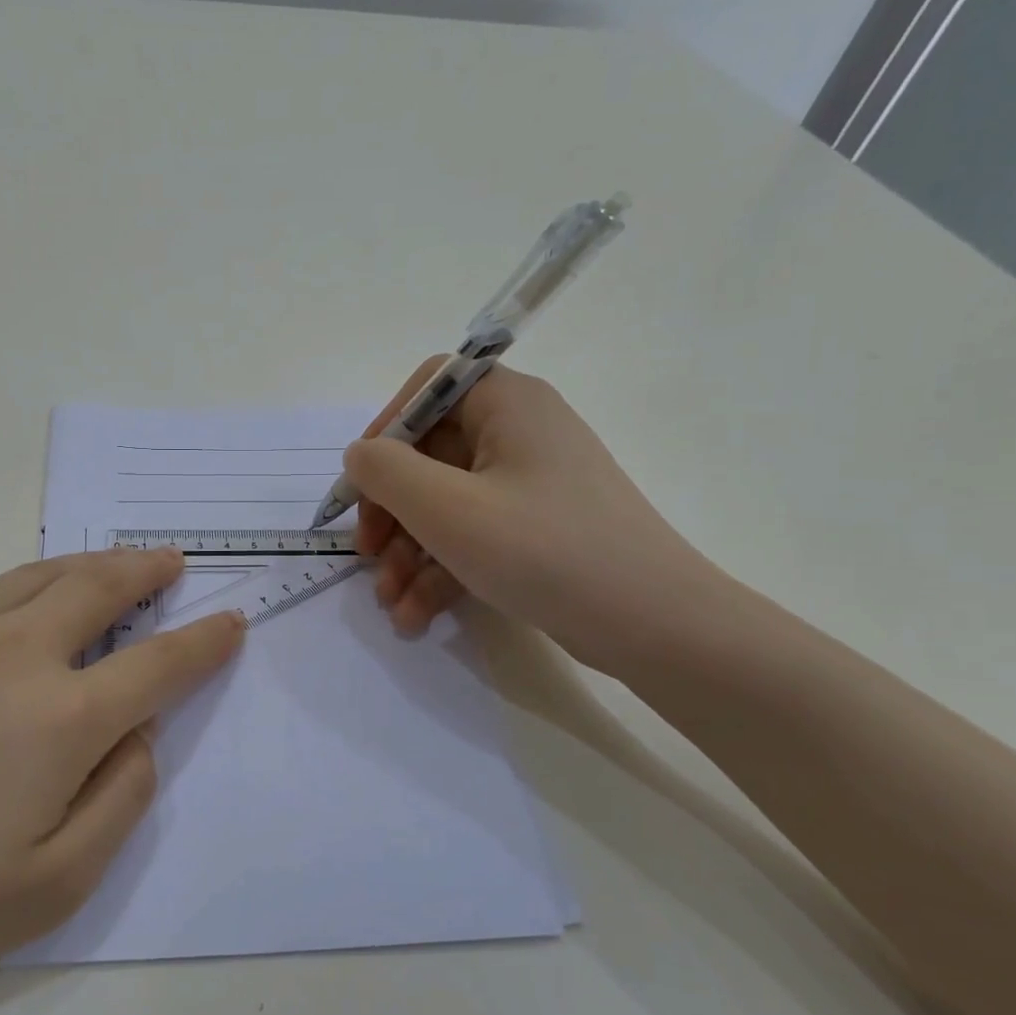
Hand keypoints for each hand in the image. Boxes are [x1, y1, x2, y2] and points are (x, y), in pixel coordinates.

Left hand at [0, 548, 243, 1014]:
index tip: (231, 621)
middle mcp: (13, 652)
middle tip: (171, 559)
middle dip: (147, 569)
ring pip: (39, 575)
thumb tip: (138, 735)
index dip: (203, 642)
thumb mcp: (48, 888)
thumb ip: (118, 801)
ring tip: (115, 562)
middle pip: (99, 587)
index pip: (159, 664)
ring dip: (89, 564)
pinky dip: (26, 587)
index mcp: (60, 717)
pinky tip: (21, 609)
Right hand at [344, 360, 720, 672]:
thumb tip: (361, 456)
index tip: (361, 484)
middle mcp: (520, 433)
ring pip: (446, 503)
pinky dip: (441, 570)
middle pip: (429, 454)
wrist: (654, 625)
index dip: (384, 430)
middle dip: (390, 510)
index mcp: (507, 404)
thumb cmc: (543, 551)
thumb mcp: (446, 508)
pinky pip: (473, 535)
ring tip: (390, 603)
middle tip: (366, 554)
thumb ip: (385, 471)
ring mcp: (530, 484)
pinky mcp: (537, 529)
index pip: (427, 389)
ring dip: (409, 551)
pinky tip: (417, 615)